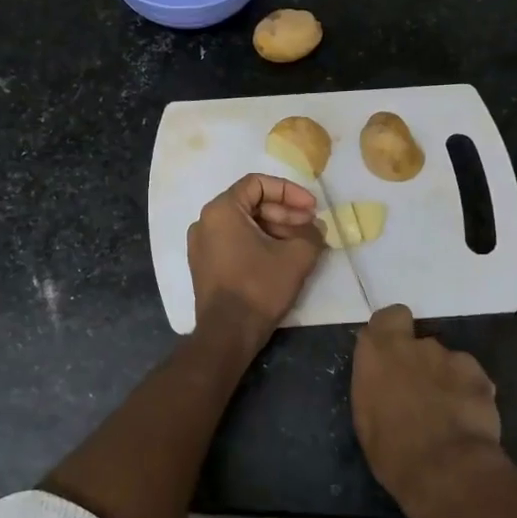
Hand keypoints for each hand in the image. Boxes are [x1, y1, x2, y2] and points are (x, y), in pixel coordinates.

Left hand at [188, 173, 322, 347]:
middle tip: (311, 227)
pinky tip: (282, 257)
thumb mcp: (296, 256)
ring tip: (302, 244)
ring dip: (275, 229)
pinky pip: (234, 242)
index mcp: (221, 210)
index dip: (289, 191)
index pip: (258, 184)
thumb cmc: (259, 287)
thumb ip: (311, 233)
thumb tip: (315, 228)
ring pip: (244, 224)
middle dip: (285, 213)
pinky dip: (259, 243)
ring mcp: (201, 245)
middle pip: (251, 204)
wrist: (227, 333)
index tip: (312, 208)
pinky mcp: (205, 265)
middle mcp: (205, 221)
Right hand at [352, 304, 504, 517]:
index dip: (393, 331)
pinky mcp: (480, 375)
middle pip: (419, 342)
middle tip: (421, 393)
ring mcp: (450, 357)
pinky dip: (469, 393)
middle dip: (420, 361)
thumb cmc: (392, 451)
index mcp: (378, 352)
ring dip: (446, 379)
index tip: (393, 353)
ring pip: (447, 361)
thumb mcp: (366, 417)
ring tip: (448, 414)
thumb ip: (376, 384)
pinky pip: (471, 378)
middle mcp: (414, 345)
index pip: (388, 317)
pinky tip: (468, 420)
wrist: (447, 471)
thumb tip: (385, 379)